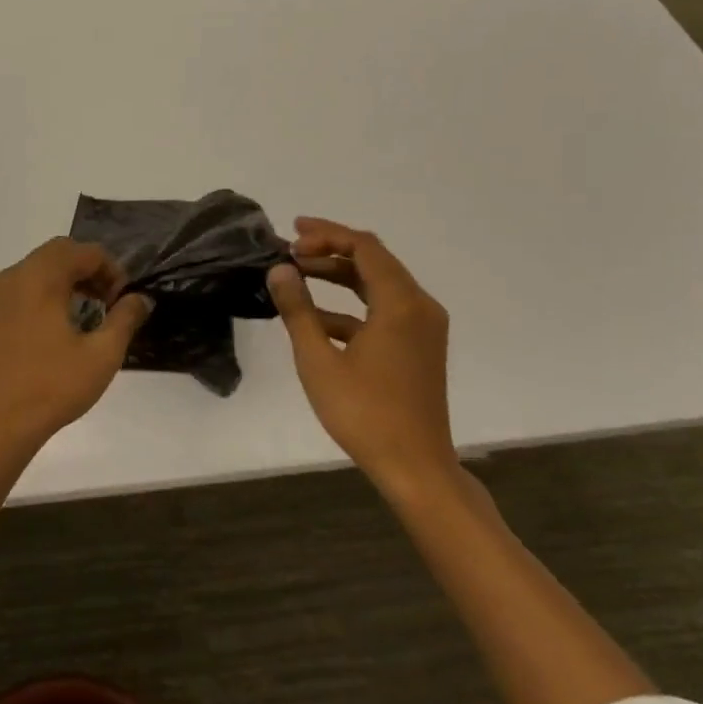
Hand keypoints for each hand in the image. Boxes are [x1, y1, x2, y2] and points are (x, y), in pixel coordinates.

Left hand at [0, 237, 152, 451]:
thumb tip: (140, 298)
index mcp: (41, 277)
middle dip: (89, 269)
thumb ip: (125, 318)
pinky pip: (23, 286)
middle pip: (60, 252)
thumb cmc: (53, 386)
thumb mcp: (102, 354)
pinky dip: (46, 291)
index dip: (111, 270)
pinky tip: (57, 326)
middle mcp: (16, 276)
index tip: (122, 302)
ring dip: (67, 278)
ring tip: (86, 313)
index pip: (84, 251)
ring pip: (39, 267)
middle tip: (107, 301)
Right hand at [266, 216, 455, 494]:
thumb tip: (280, 270)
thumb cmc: (365, 413)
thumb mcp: (319, 360)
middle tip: (291, 248)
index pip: (364, 247)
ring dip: (340, 275)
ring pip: (378, 285)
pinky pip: (384, 311)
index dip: (326, 235)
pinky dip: (351, 306)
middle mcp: (419, 307)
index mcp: (401, 303)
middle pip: (374, 260)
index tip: (290, 239)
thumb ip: (298, 310)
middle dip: (331, 249)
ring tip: (299, 273)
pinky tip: (316, 318)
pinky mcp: (418, 347)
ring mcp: (422, 328)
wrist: (415, 468)